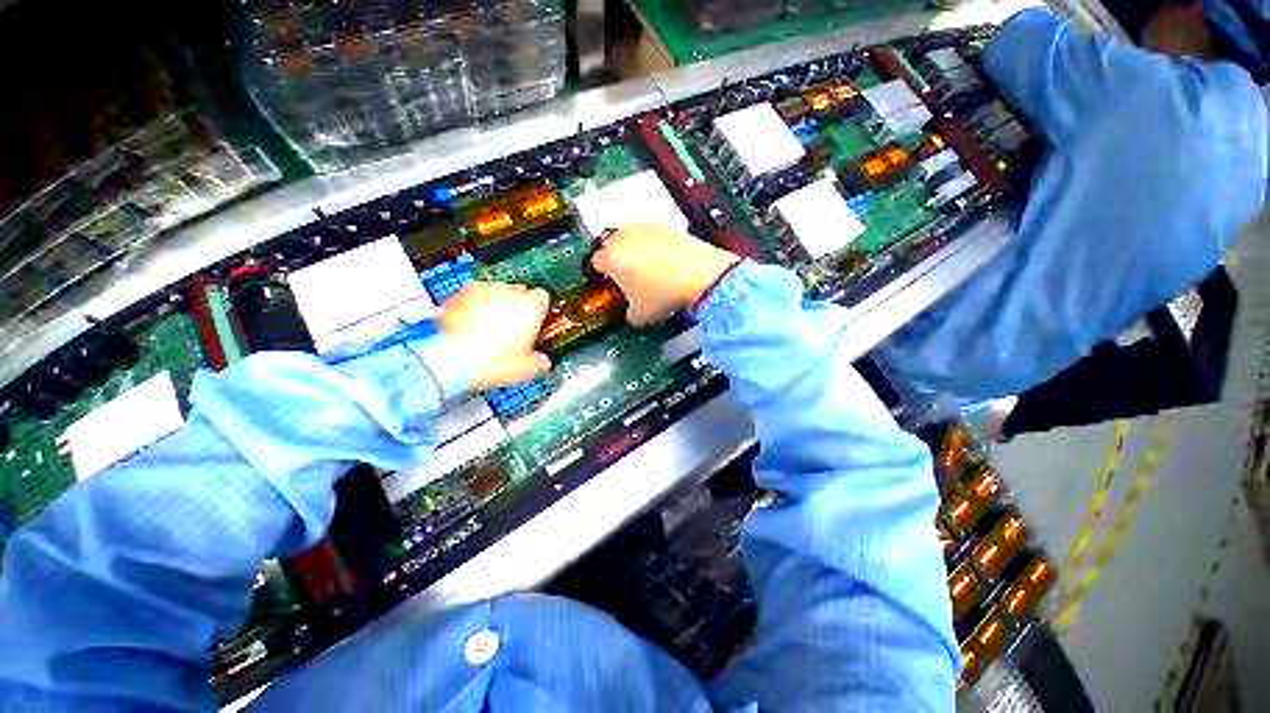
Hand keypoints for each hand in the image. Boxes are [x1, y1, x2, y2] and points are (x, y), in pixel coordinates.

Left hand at [438, 282, 551, 390]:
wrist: (453, 362)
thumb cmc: (493, 362)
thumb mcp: (529, 368)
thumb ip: (541, 360)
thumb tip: (541, 362)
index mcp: (531, 305)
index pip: (542, 298)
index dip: (539, 311)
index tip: (535, 323)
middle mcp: (507, 291)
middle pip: (517, 293)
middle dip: (515, 307)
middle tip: (511, 330)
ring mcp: (480, 290)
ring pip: (492, 293)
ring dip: (492, 306)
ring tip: (487, 330)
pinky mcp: (456, 296)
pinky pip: (468, 299)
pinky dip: (470, 310)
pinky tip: (468, 329)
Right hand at [591, 223, 739, 325]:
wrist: (699, 275)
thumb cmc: (664, 294)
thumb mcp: (638, 315)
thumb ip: (626, 312)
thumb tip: (630, 313)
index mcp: (610, 257)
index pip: (595, 263)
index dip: (602, 275)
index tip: (610, 283)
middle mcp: (623, 236)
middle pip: (610, 245)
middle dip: (615, 258)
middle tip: (626, 275)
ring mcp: (644, 227)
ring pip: (629, 236)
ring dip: (632, 248)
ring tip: (645, 267)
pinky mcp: (665, 225)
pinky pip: (650, 234)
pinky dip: (652, 244)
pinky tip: (662, 259)